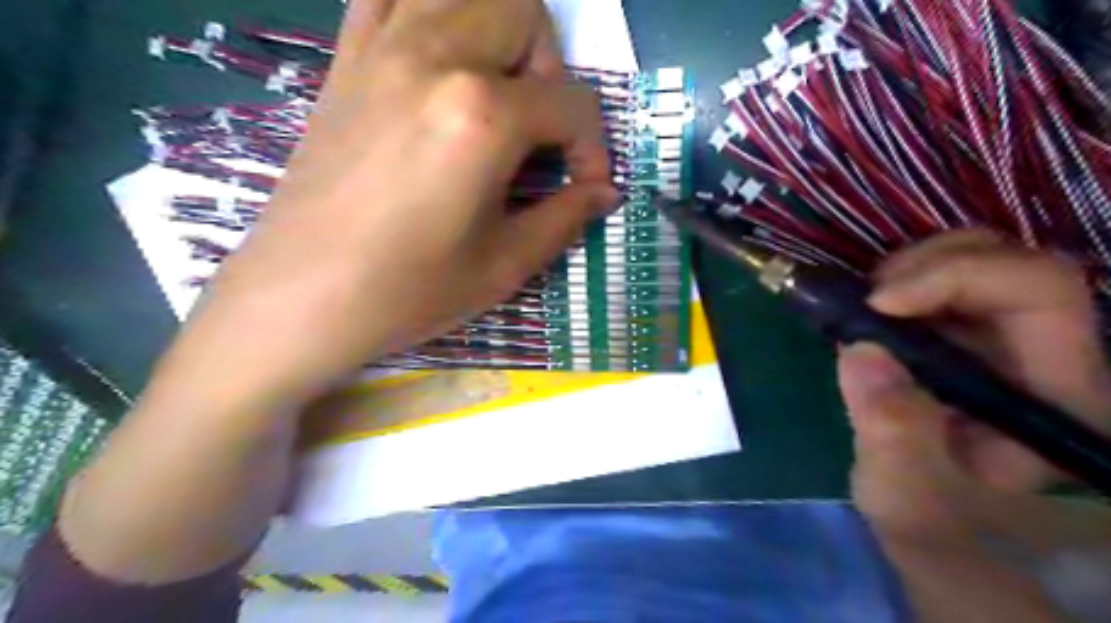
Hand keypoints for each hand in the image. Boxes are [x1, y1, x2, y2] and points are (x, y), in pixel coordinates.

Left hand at [155, 0, 616, 408]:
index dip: (594, 148)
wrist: (301, 296)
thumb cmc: (409, 290)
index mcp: (482, 115)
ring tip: (497, 94)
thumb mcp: (504, 265)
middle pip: (525, 11)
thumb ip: (565, 217)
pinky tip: (440, 64)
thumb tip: (605, 192)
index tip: (585, 187)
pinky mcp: (347, 59)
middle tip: (540, 130)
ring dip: (500, 32)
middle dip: (551, 69)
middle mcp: (435, 56)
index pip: (573, 103)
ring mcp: (382, 48)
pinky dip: (430, 13)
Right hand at [838, 229, 1106, 534]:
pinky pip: (941, 275)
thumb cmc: (931, 516)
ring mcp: (1004, 335)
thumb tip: (860, 350)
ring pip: (977, 256)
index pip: (1040, 290)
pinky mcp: (967, 330)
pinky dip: (899, 280)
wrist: (932, 516)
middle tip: (867, 301)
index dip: (957, 277)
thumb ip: (891, 433)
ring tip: (866, 309)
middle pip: (1010, 258)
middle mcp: (1047, 350)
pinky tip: (871, 314)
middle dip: (926, 266)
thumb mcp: (905, 493)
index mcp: (1059, 390)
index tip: (881, 304)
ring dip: (910, 269)